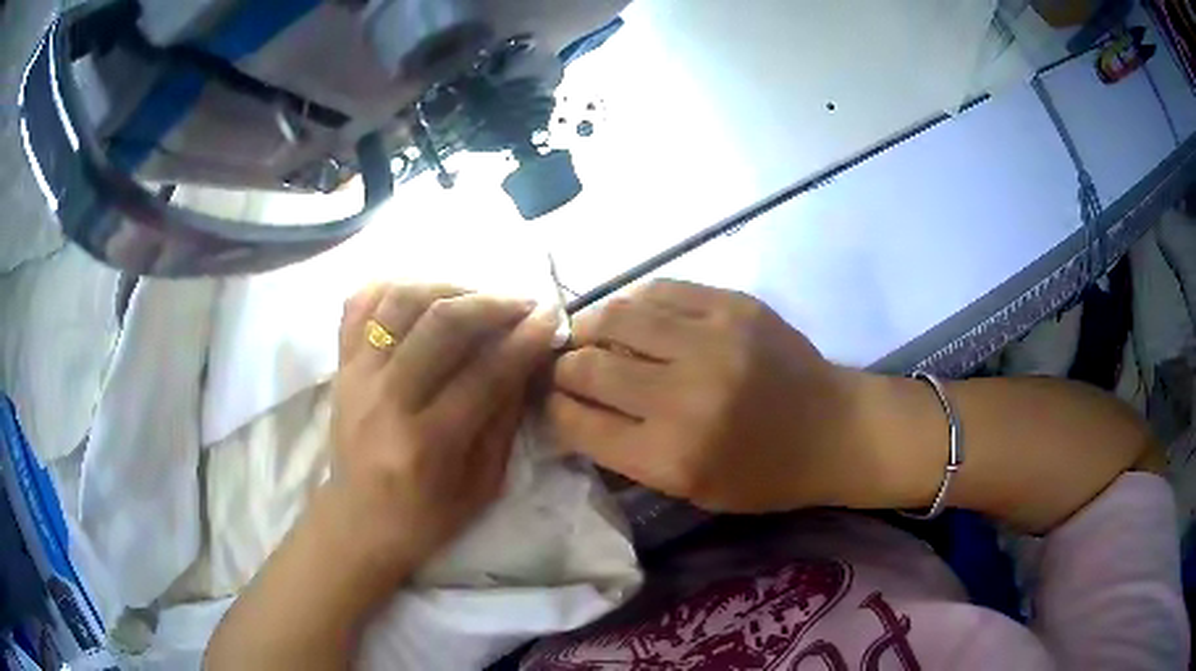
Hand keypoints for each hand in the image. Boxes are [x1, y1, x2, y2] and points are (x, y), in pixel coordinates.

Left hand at [327, 283, 556, 586]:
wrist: (359, 522)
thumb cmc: (425, 516)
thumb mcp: (482, 485)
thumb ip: (504, 421)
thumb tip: (525, 360)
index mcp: (426, 444)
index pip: (484, 374)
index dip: (524, 341)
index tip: (551, 318)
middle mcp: (385, 400)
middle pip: (441, 324)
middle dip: (492, 303)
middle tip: (521, 303)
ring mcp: (355, 376)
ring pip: (400, 301)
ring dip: (447, 288)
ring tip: (475, 298)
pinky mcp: (340, 366)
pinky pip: (359, 304)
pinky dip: (392, 288)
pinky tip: (422, 296)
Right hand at [547, 280, 880, 512]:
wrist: (835, 429)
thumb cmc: (764, 475)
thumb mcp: (691, 490)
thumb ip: (627, 454)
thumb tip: (572, 411)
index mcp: (671, 457)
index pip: (576, 421)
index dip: (552, 410)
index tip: (552, 404)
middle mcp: (684, 397)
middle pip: (587, 366)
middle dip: (563, 369)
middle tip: (567, 369)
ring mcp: (711, 341)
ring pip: (615, 315)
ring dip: (590, 326)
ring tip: (590, 335)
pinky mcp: (732, 306)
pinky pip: (659, 290)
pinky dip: (634, 303)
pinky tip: (634, 316)